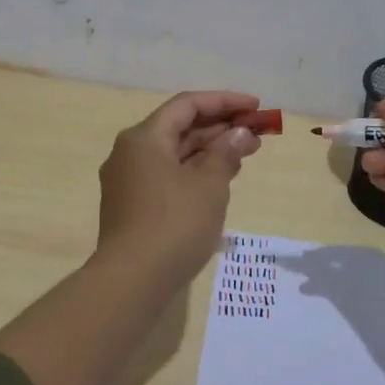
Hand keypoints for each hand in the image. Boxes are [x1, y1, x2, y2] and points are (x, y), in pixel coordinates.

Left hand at [96, 90, 262, 277]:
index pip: (187, 105)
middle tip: (256, 134)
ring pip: (174, 153)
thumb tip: (240, 133)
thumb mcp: (210, 184)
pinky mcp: (132, 206)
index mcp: (144, 137)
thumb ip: (226, 152)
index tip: (255, 107)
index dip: (224, 102)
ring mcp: (128, 181)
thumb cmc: (174, 224)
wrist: (131, 282)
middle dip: (219, 128)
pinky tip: (219, 180)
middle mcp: (130, 152)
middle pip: (179, 128)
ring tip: (245, 155)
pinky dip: (194, 171)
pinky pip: (167, 175)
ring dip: (209, 150)